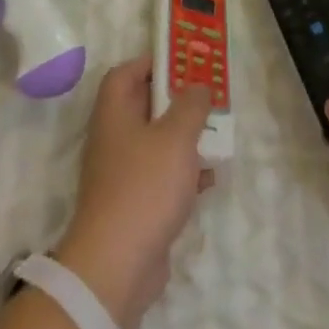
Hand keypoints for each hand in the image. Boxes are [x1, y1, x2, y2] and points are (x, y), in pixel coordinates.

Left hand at [54, 59, 214, 328]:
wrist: (117, 265)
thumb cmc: (145, 186)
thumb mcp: (176, 137)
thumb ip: (191, 106)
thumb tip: (198, 85)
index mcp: (114, 114)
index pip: (125, 74)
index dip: (151, 63)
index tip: (183, 63)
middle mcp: (113, 138)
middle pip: (143, 107)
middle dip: (176, 102)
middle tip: (207, 99)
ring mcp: (122, 174)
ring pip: (155, 143)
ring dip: (184, 139)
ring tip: (215, 137)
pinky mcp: (134, 205)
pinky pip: (161, 177)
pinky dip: (183, 174)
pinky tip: (209, 180)